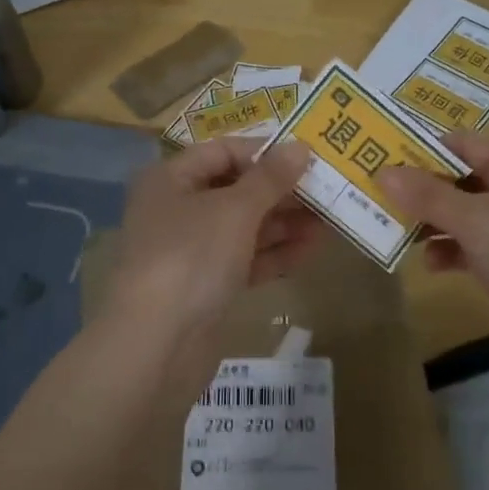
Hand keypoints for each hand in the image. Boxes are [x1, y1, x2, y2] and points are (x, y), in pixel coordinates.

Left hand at [99, 138, 318, 381]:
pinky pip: (244, 260)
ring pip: (243, 227)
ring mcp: (191, 251)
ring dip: (284, 223)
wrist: (158, 342)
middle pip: (235, 190)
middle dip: (280, 191)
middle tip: (327, 191)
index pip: (222, 151)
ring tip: (329, 220)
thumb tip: (300, 147)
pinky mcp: (206, 287)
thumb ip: (270, 178)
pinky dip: (274, 254)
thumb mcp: (235, 210)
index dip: (264, 152)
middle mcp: (177, 210)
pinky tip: (310, 250)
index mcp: (171, 180)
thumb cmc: (192, 257)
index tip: (307, 159)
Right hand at [376, 130, 488, 364]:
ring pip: (464, 215)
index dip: (424, 150)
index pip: (466, 143)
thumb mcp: (478, 220)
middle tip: (376, 196)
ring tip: (395, 231)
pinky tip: (430, 264)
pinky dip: (449, 252)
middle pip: (462, 179)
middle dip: (422, 190)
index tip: (380, 158)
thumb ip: (428, 196)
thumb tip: (382, 172)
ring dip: (431, 223)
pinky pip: (471, 248)